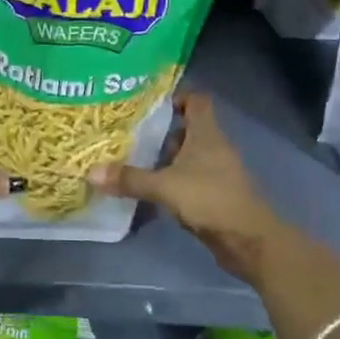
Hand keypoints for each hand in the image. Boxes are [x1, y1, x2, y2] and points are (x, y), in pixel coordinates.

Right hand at [88, 92, 288, 283]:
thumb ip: (130, 179)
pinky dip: (172, 181)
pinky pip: (190, 179)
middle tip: (129, 134)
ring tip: (132, 161)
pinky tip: (151, 190)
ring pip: (187, 156)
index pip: (196, 100)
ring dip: (165, 158)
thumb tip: (91, 172)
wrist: (249, 241)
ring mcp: (217, 172)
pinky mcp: (215, 195)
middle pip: (187, 129)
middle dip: (160, 131)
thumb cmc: (210, 199)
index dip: (175, 97)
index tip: (148, 104)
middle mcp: (214, 147)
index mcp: (206, 133)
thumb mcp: (165, 187)